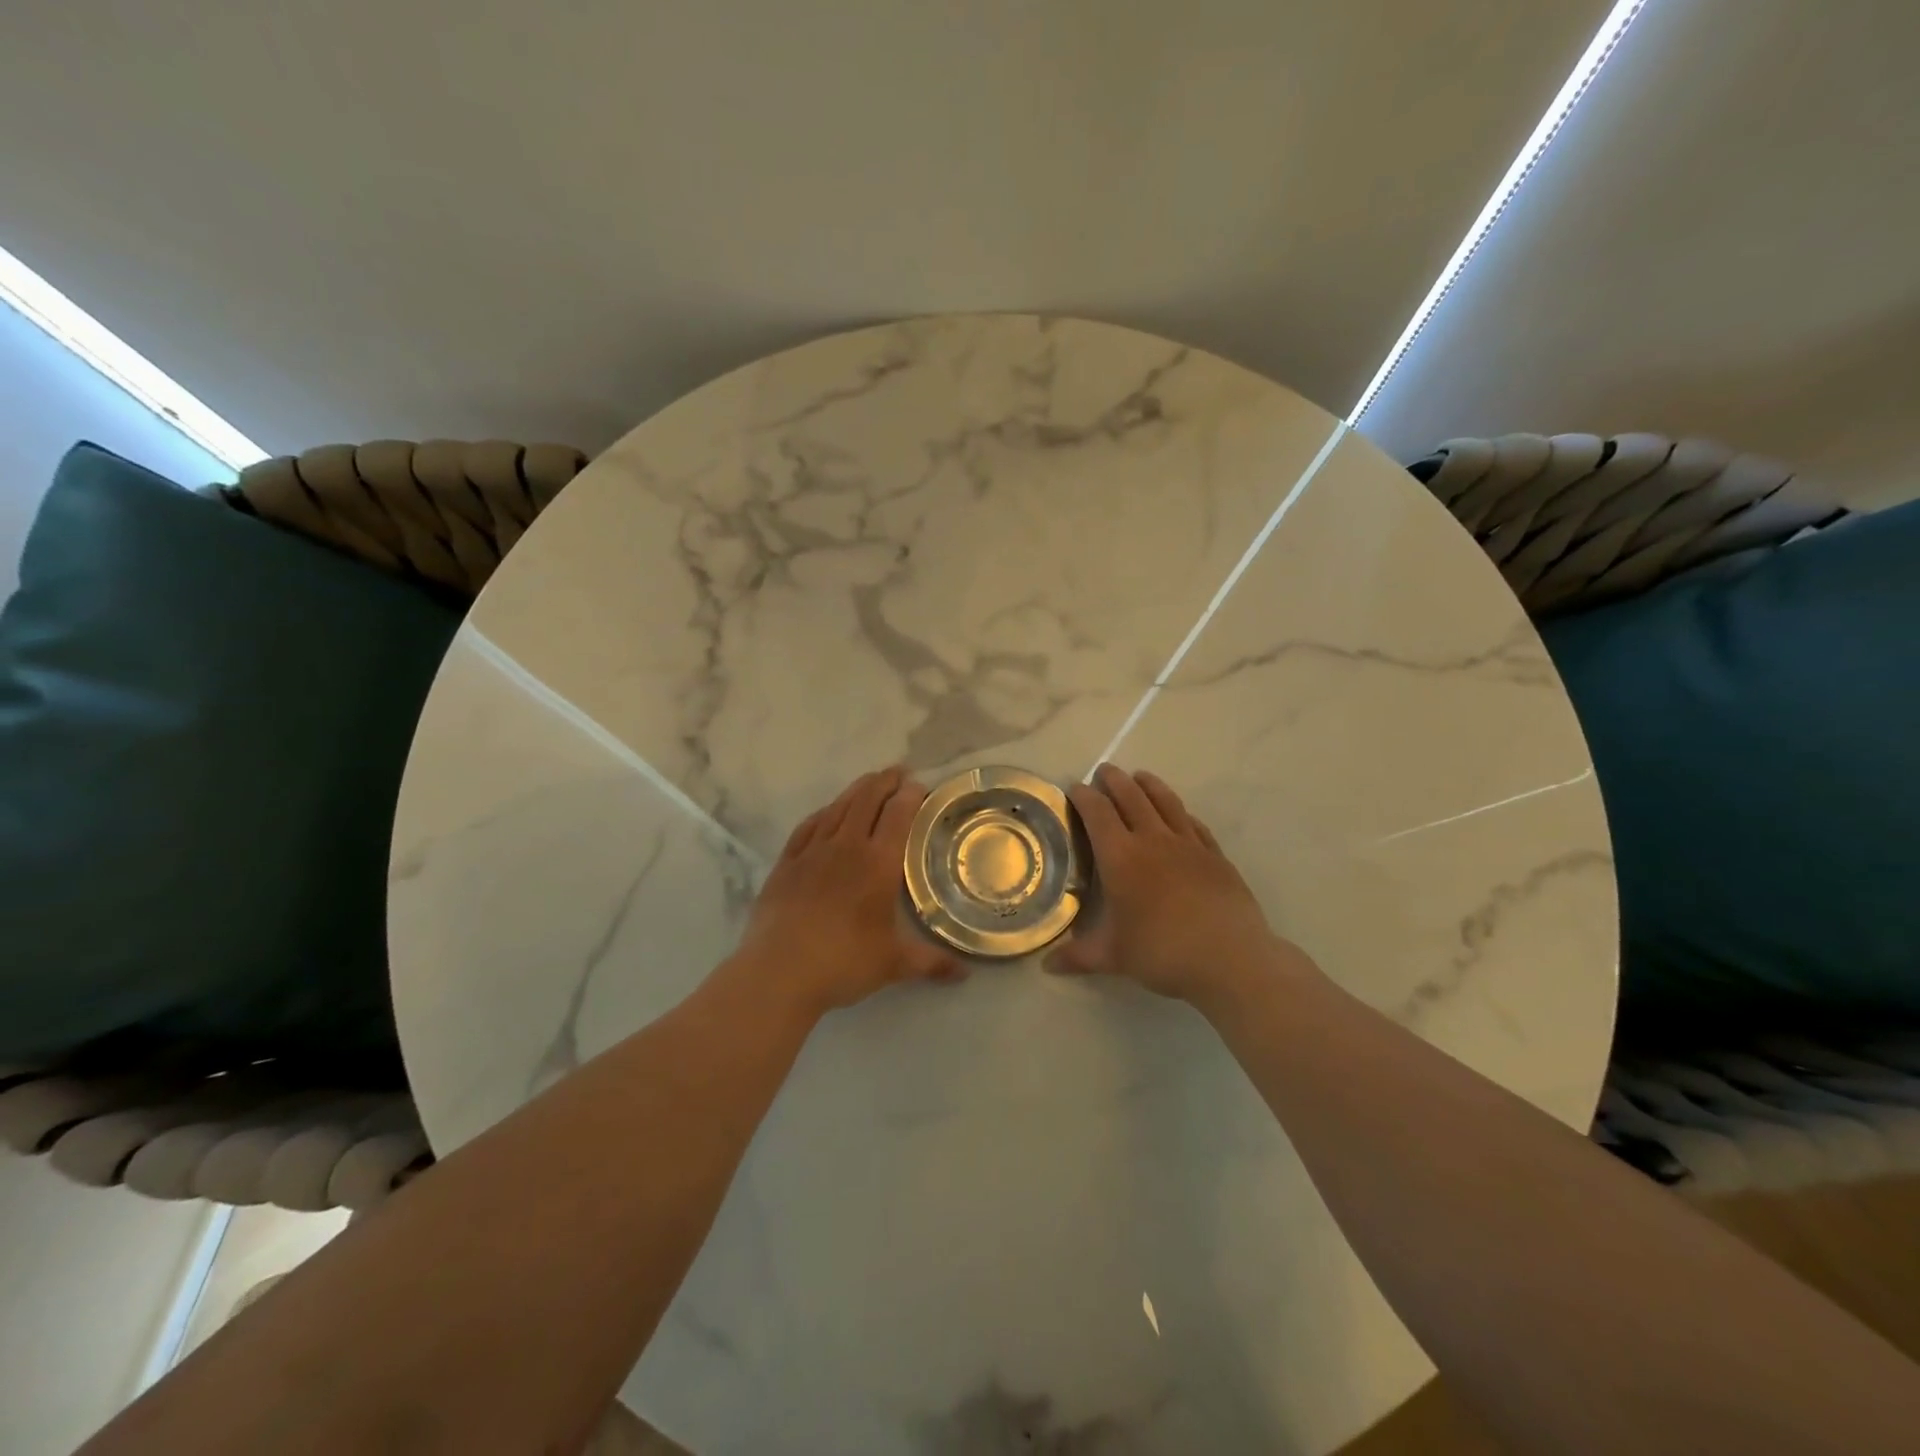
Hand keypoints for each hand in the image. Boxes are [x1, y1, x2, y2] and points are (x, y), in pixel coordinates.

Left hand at [732, 767, 961, 1017]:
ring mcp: (812, 851)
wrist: (778, 971)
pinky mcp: (786, 863)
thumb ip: (931, 963)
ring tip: (869, 782)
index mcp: (879, 863)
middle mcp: (847, 846)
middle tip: (898, 772)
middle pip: (867, 800)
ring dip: (856, 790)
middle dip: (885, 781)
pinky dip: (823, 812)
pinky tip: (827, 812)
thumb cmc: (843, 962)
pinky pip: (808, 826)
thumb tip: (965, 973)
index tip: (919, 785)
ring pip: (838, 807)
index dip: (910, 795)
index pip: (898, 814)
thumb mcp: (894, 964)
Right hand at [1047, 764, 1310, 1008]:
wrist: (1231, 958)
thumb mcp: (1114, 957)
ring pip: (1165, 802)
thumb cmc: (1162, 952)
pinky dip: (1180, 812)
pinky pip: (1194, 824)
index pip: (1097, 813)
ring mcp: (1188, 844)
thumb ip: (1078, 956)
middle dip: (1114, 780)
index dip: (1084, 797)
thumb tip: (1046, 966)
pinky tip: (1180, 815)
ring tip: (1140, 776)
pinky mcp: (1215, 855)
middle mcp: (1153, 840)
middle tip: (1104, 771)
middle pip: (1131, 797)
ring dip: (1149, 785)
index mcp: (1121, 857)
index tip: (1075, 788)